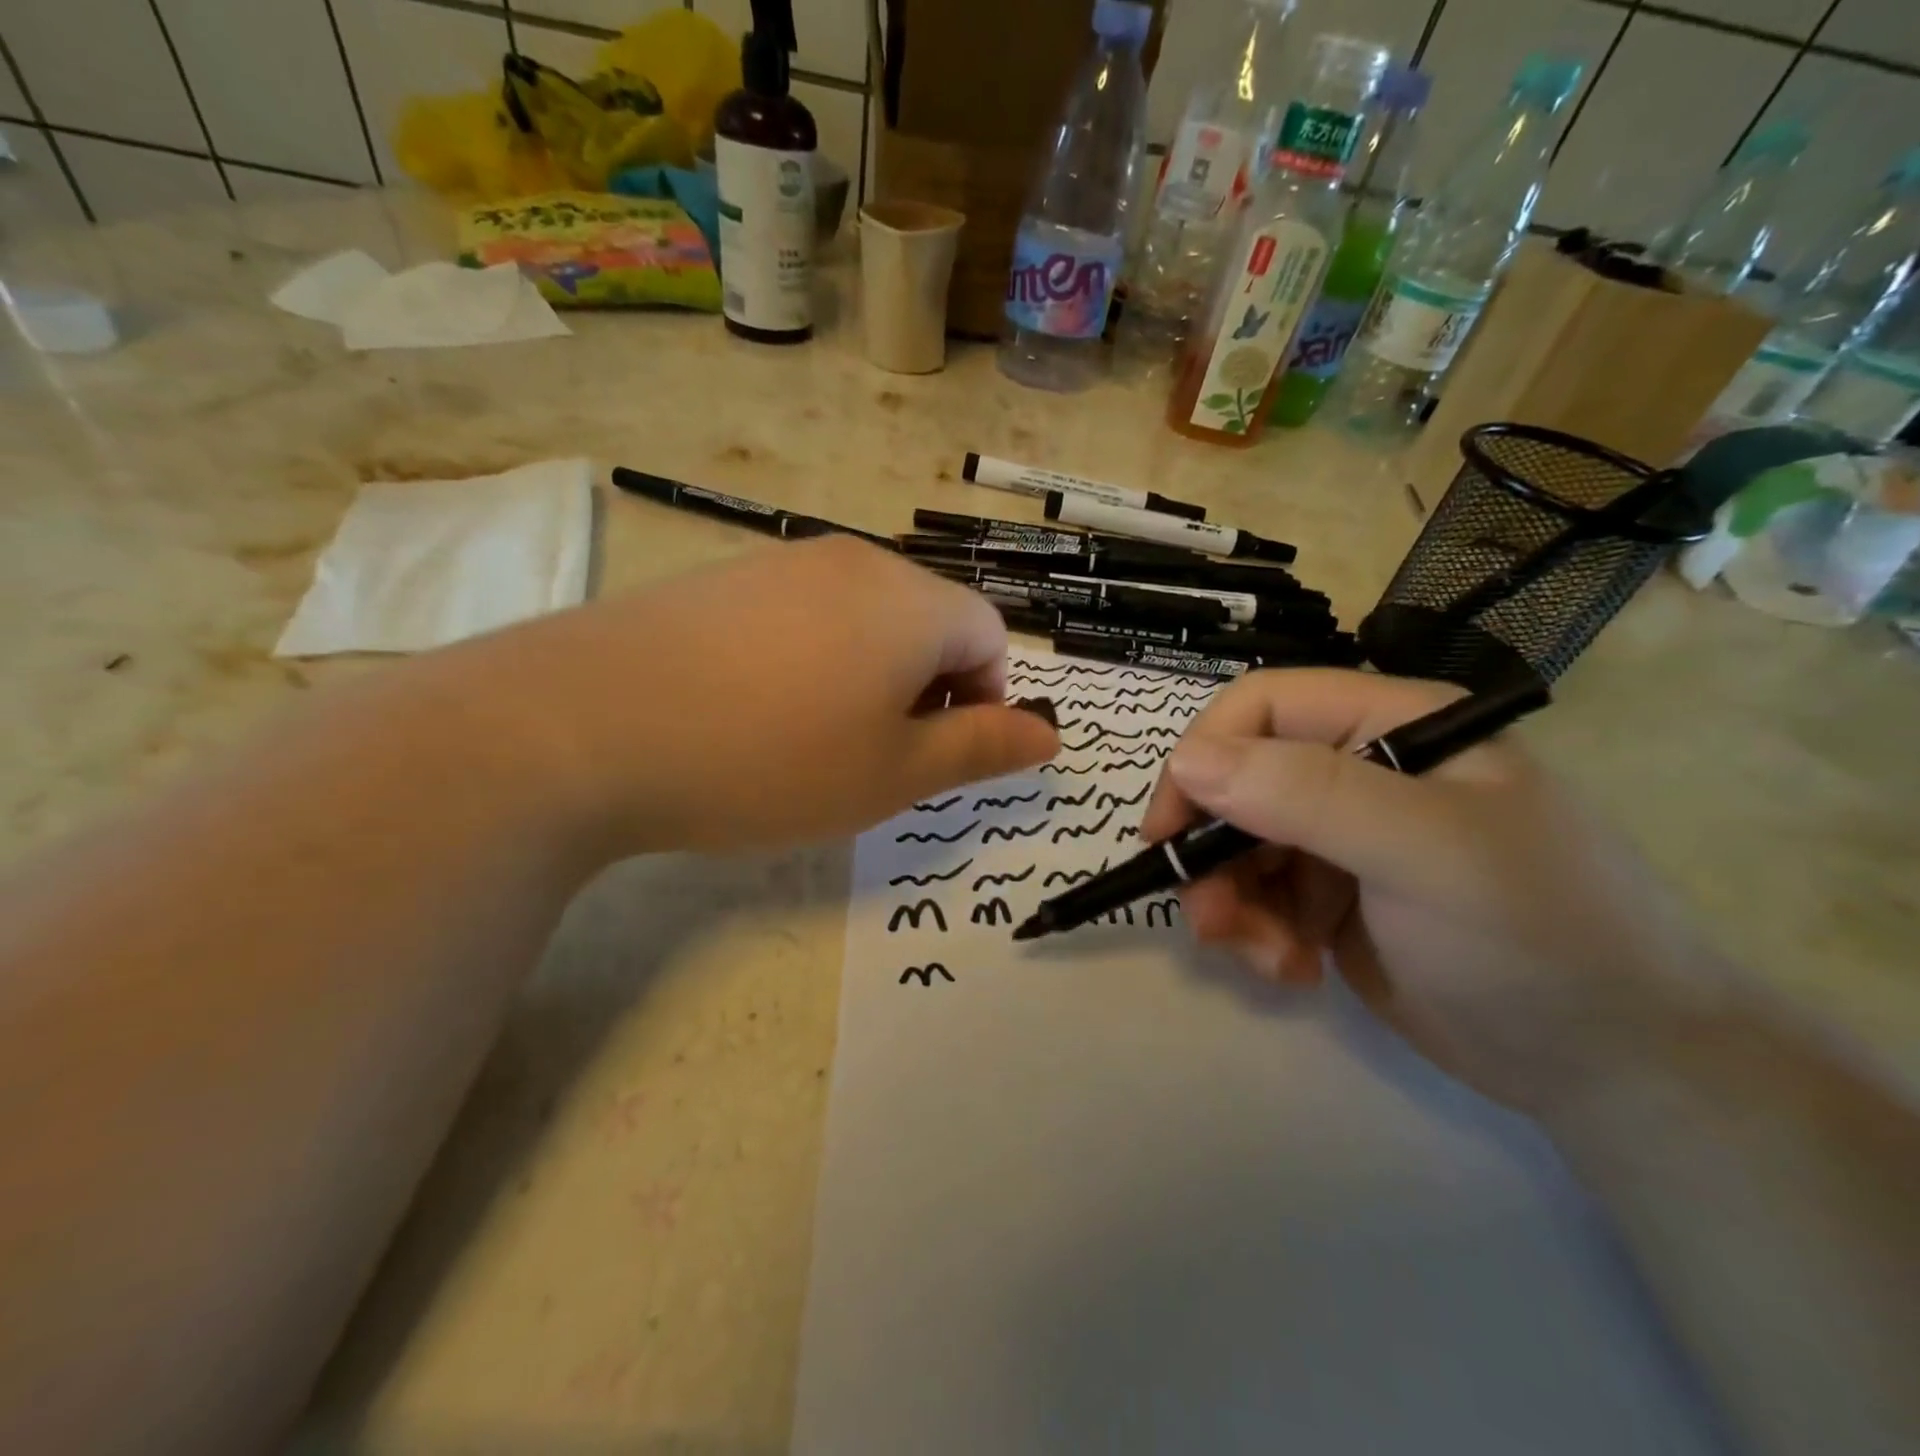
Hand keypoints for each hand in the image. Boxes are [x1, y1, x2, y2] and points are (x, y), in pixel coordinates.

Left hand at [446, 535, 1058, 856]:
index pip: (989, 634)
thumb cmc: (772, 759)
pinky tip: (755, 711)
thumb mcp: (895, 774)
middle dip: (927, 688)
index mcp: (912, 602)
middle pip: (927, 620)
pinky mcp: (724, 579)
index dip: (985, 698)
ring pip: (863, 619)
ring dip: (868, 677)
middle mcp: (855, 562)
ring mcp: (783, 563)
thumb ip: (983, 748)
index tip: (939, 753)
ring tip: (813, 739)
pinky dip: (809, 662)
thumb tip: (1051, 733)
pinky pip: (801, 616)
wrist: (587, 724)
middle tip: (878, 756)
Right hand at [1141, 669, 1707, 1115]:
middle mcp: (1361, 771)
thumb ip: (1307, 795)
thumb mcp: (1425, 853)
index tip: (1169, 832)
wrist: (1620, 1071)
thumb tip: (1187, 759)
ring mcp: (1344, 838)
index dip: (1203, 758)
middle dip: (1212, 852)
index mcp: (1392, 726)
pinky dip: (1258, 934)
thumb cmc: (1537, 938)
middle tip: (1212, 921)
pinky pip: (1259, 895)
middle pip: (1237, 782)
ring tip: (1265, 959)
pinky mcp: (1333, 898)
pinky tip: (1294, 971)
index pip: (1262, 707)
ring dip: (1233, 902)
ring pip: (1237, 845)